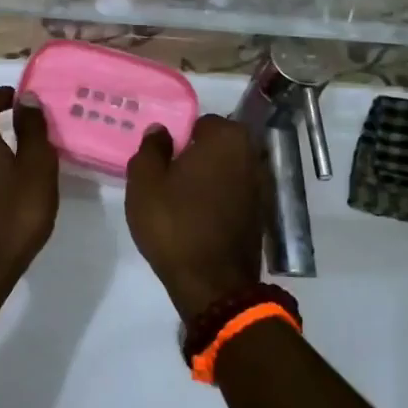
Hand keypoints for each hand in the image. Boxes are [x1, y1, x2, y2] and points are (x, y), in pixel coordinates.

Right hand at [125, 115, 265, 319]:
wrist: (212, 284)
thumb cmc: (174, 224)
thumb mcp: (145, 183)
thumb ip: (151, 148)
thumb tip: (161, 131)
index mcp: (227, 137)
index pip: (199, 123)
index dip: (178, 140)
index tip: (162, 161)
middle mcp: (252, 154)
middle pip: (216, 146)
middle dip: (195, 157)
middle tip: (168, 179)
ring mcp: (262, 185)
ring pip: (226, 170)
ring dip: (208, 179)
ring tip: (181, 200)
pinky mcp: (262, 213)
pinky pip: (234, 194)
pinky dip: (219, 199)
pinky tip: (199, 217)